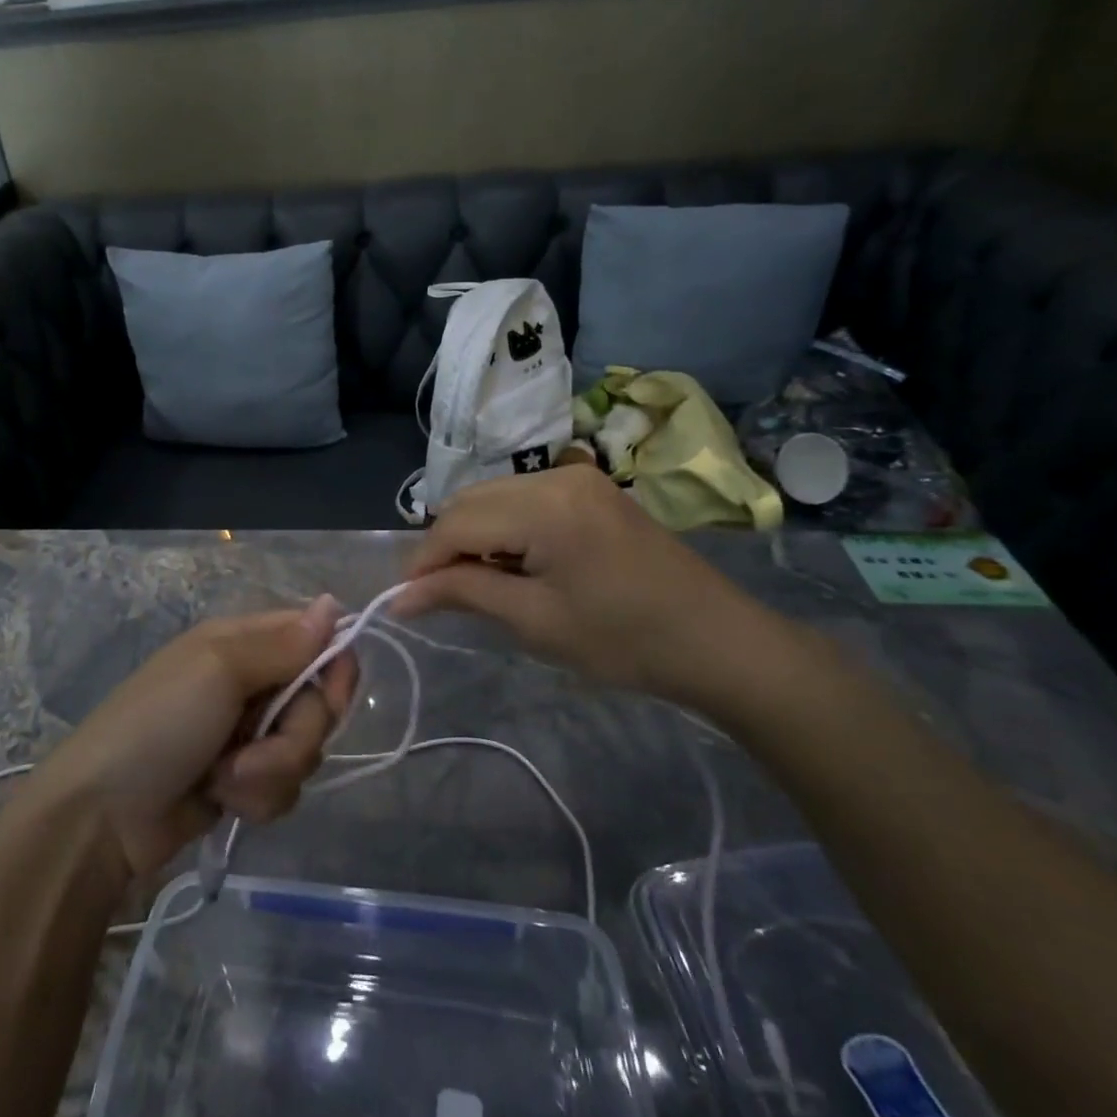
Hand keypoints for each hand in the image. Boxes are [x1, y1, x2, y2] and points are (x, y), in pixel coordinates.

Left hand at [22, 598, 356, 880]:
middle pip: (317, 703)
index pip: (316, 639)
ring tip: (225, 782)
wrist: (102, 816)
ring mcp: (247, 736)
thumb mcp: (218, 671)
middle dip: (294, 735)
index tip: (332, 697)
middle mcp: (251, 683)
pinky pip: (284, 787)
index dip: (334, 667)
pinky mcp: (243, 783)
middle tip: (253, 745)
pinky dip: (258, 799)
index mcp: (244, 643)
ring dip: (270, 773)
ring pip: (304, 751)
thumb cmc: (159, 724)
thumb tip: (333, 602)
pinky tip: (222, 802)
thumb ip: (282, 644)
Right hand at [392, 466, 800, 708]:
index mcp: (545, 506)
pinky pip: (523, 497)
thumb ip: (462, 594)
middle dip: (445, 546)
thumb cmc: (624, 641)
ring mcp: (577, 477)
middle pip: (470, 501)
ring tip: (478, 583)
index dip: (422, 562)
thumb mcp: (535, 621)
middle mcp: (556, 475)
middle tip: (439, 596)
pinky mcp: (590, 488)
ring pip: (493, 496)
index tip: (403, 601)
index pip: (456, 523)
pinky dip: (503, 527)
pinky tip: (513, 562)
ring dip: (472, 535)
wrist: (718, 641)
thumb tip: (399, 596)